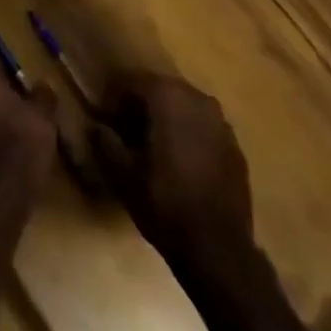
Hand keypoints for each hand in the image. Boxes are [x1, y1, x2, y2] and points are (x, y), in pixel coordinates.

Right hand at [94, 71, 252, 267]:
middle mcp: (198, 100)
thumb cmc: (166, 205)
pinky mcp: (235, 146)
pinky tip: (180, 160)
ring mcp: (221, 123)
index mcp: (169, 99)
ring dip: (167, 116)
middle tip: (125, 127)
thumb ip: (105, 143)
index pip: (134, 80)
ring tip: (152, 142)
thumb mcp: (123, 176)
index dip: (115, 96)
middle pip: (162, 89)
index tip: (105, 117)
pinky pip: (204, 126)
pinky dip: (188, 133)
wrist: (219, 249)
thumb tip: (96, 126)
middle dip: (141, 103)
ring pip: (185, 106)